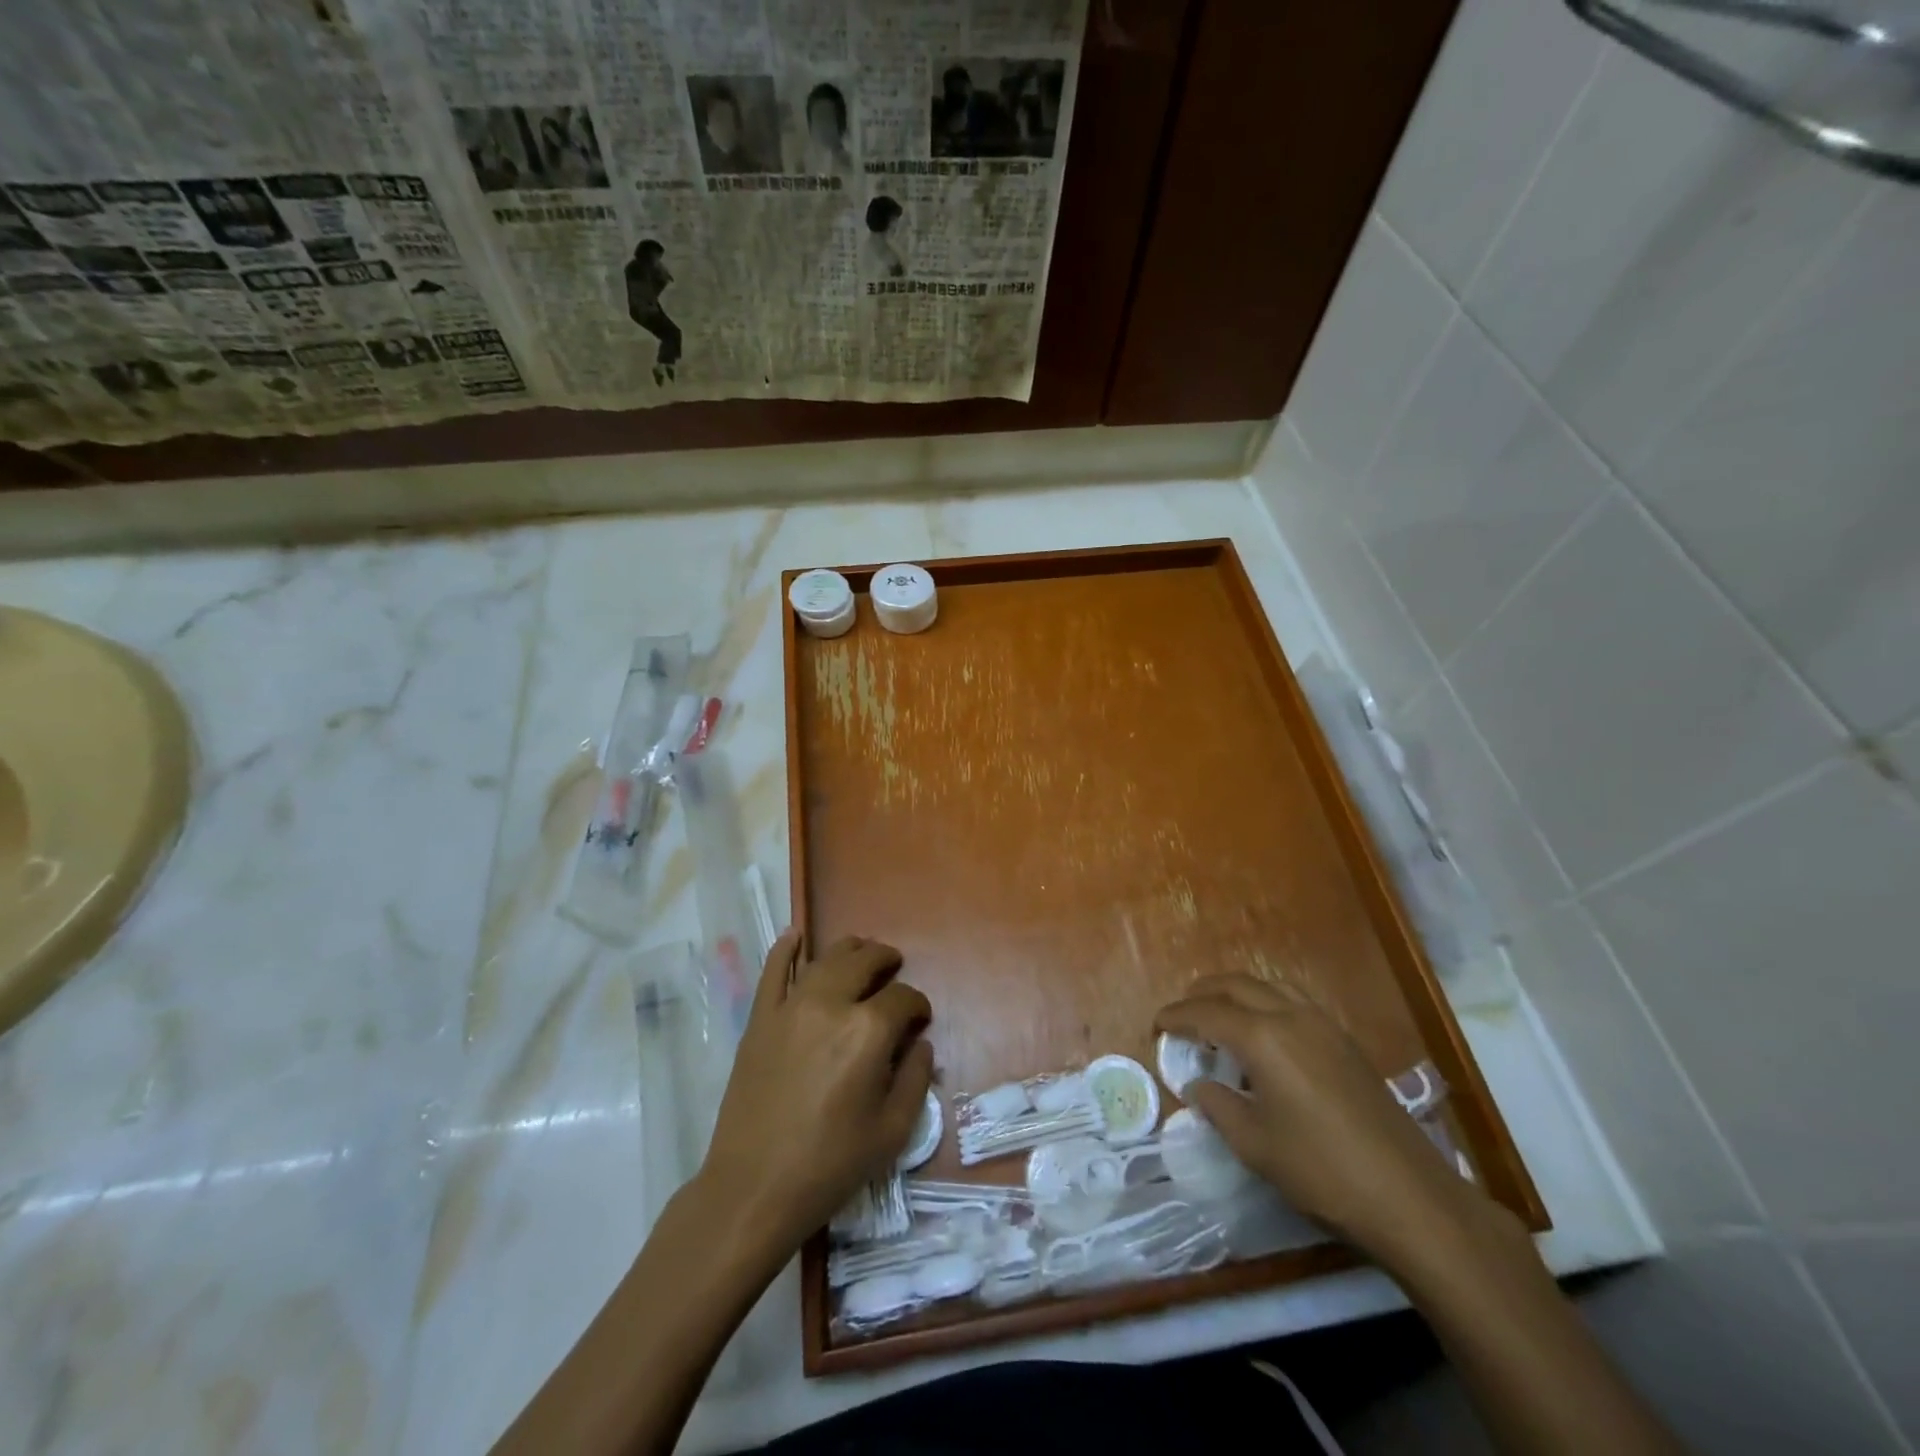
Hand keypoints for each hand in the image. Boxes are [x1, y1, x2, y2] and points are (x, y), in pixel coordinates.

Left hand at [697, 931, 933, 1259]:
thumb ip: (915, 1078)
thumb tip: (920, 1044)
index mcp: (868, 1030)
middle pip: (865, 961)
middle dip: (887, 960)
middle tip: (894, 969)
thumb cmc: (830, 1165)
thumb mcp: (893, 1131)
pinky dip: (785, 949)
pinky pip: (773, 972)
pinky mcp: (760, 1019)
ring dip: (850, 949)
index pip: (903, 998)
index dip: (918, 1005)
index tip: (920, 1019)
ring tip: (862, 952)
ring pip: (825, 958)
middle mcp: (831, 1004)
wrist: (753, 1188)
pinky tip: (794, 935)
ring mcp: (790, 1007)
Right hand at [1155, 974, 1472, 1263]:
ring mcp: (1323, 1025)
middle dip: (1202, 993)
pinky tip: (1263, 1033)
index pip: (1206, 1013)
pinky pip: (1292, 1001)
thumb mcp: (1254, 1144)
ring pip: (1268, 986)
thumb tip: (1199, 1084)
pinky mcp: (1344, 1041)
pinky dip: (1265, 1003)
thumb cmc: (1321, 1170)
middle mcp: (1290, 1016)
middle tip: (1182, 1014)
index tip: (1156, 1024)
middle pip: (1236, 985)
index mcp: (1262, 1037)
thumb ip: (1218, 1105)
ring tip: (1218, 1015)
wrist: (1409, 1196)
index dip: (1176, 1016)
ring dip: (1236, 992)